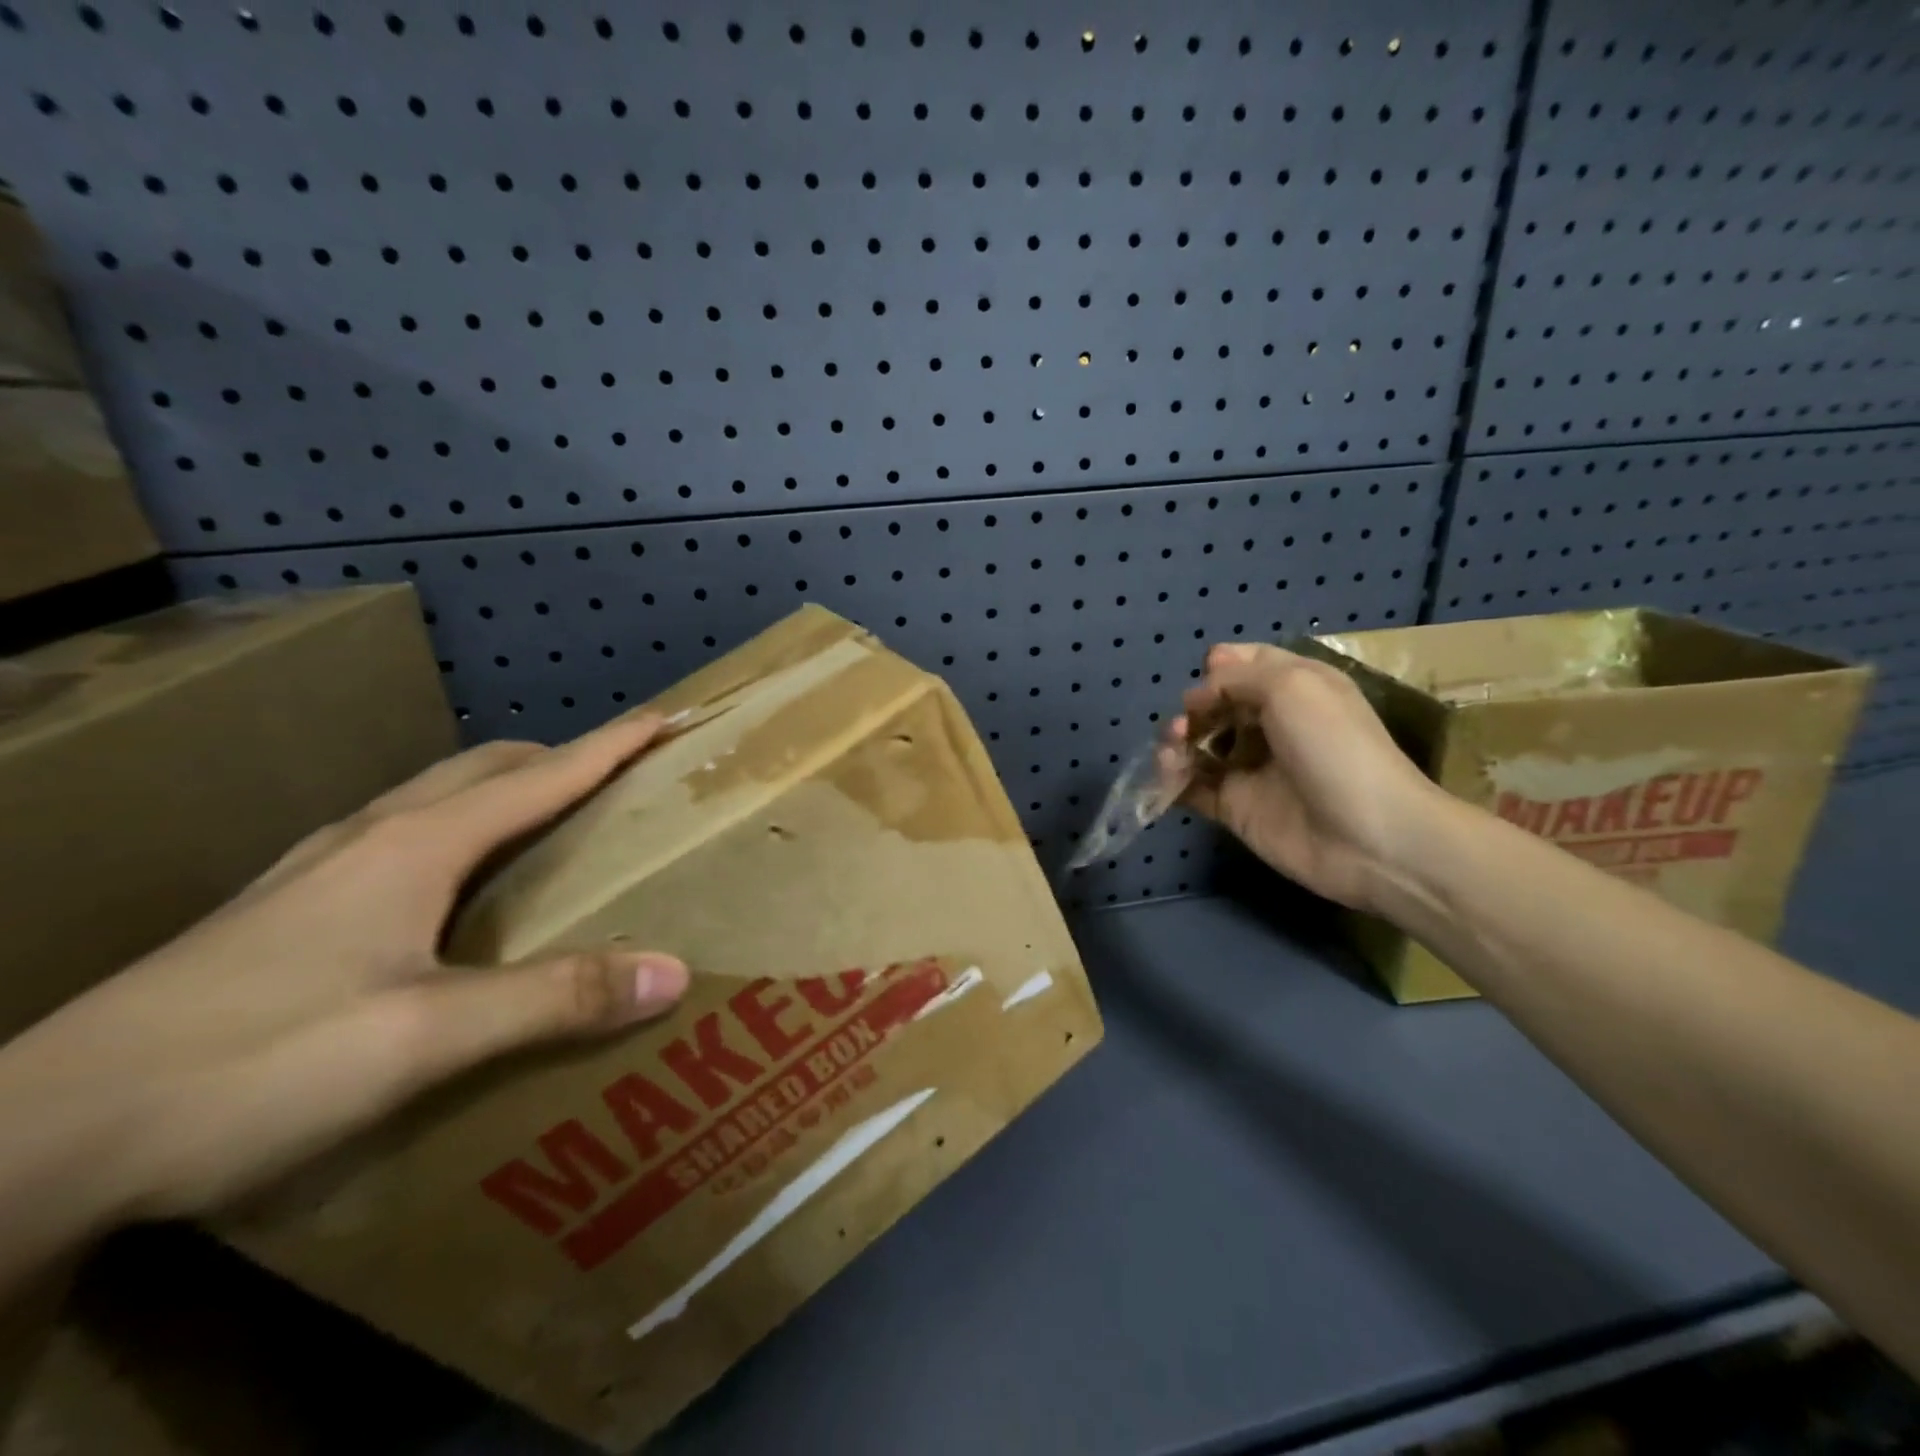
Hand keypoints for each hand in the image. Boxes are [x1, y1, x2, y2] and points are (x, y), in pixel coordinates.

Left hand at [0, 713, 689, 1233]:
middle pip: (487, 769)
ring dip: (506, 791)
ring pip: (437, 798)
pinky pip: (400, 837)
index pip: (542, 775)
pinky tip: (448, 884)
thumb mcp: (425, 1037)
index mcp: (417, 845)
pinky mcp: (286, 907)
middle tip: (616, 778)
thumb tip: (672, 971)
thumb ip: (555, 998)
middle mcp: (372, 837)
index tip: (664, 718)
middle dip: (560, 759)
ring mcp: (319, 868)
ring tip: (546, 822)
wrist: (35, 1138)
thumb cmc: (254, 1063)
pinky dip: (457, 830)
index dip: (610, 745)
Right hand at [1164, 643, 1443, 910]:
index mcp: (1294, 687)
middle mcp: (1271, 723)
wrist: (1368, 836)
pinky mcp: (1235, 807)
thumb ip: (1237, 677)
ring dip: (1177, 740)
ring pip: (1200, 744)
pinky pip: (1193, 786)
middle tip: (1187, 723)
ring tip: (1173, 748)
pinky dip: (1173, 777)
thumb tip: (1199, 690)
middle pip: (1217, 704)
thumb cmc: (1334, 748)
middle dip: (1194, 707)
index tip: (1207, 680)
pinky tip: (1167, 773)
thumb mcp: (1291, 687)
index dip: (1220, 667)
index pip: (1246, 665)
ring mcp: (1251, 768)